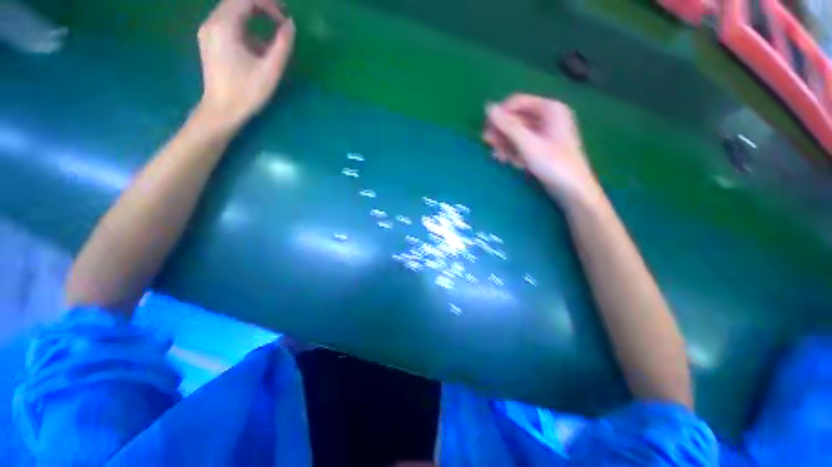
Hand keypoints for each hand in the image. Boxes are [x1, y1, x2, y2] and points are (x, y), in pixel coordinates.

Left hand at [197, 0, 294, 127]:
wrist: (221, 110)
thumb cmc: (246, 92)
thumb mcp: (270, 70)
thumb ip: (282, 45)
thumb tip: (290, 25)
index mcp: (224, 26)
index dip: (269, 4)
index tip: (285, 18)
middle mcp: (212, 22)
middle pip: (237, 1)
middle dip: (261, 7)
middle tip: (281, 22)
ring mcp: (208, 31)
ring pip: (232, 11)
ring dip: (254, 17)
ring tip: (272, 36)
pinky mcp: (209, 40)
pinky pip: (228, 22)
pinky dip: (245, 27)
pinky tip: (257, 46)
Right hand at [484, 94, 600, 204]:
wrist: (572, 190)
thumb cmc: (554, 164)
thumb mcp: (528, 144)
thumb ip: (508, 126)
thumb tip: (488, 107)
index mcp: (549, 108)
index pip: (516, 102)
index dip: (499, 115)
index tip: (487, 132)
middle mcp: (547, 117)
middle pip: (515, 119)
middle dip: (502, 134)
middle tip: (490, 147)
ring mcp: (544, 132)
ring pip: (516, 133)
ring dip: (506, 145)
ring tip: (501, 159)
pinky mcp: (541, 146)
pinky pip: (522, 144)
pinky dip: (515, 152)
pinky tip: (514, 164)